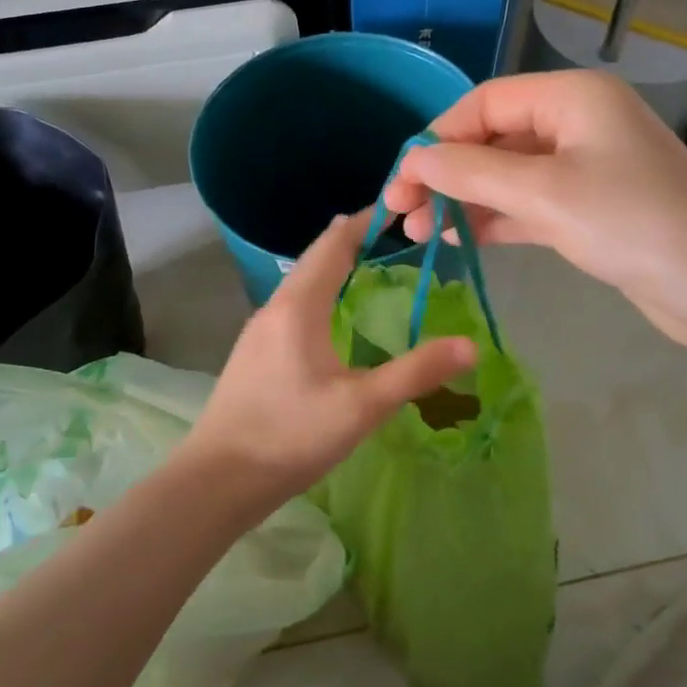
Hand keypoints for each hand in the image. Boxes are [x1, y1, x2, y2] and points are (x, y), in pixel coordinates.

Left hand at [181, 211, 475, 512]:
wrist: (217, 481)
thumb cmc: (290, 435)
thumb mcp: (362, 406)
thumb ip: (416, 372)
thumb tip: (470, 345)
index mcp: (298, 306)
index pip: (333, 243)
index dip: (365, 221)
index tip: (399, 205)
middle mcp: (274, 308)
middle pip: (315, 258)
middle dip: (352, 240)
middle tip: (394, 233)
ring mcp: (258, 332)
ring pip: (300, 283)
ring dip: (333, 267)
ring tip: (368, 266)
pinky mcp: (253, 356)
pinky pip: (292, 307)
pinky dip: (320, 294)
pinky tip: (332, 318)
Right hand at [383, 71, 686, 355]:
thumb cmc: (632, 223)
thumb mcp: (544, 193)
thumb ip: (472, 173)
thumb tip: (413, 161)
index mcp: (571, 98)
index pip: (484, 104)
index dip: (437, 139)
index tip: (401, 182)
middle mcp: (577, 124)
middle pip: (493, 139)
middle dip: (446, 175)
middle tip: (402, 214)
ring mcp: (585, 169)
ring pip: (508, 176)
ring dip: (464, 201)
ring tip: (420, 234)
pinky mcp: (590, 211)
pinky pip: (529, 206)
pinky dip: (495, 219)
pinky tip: (460, 239)